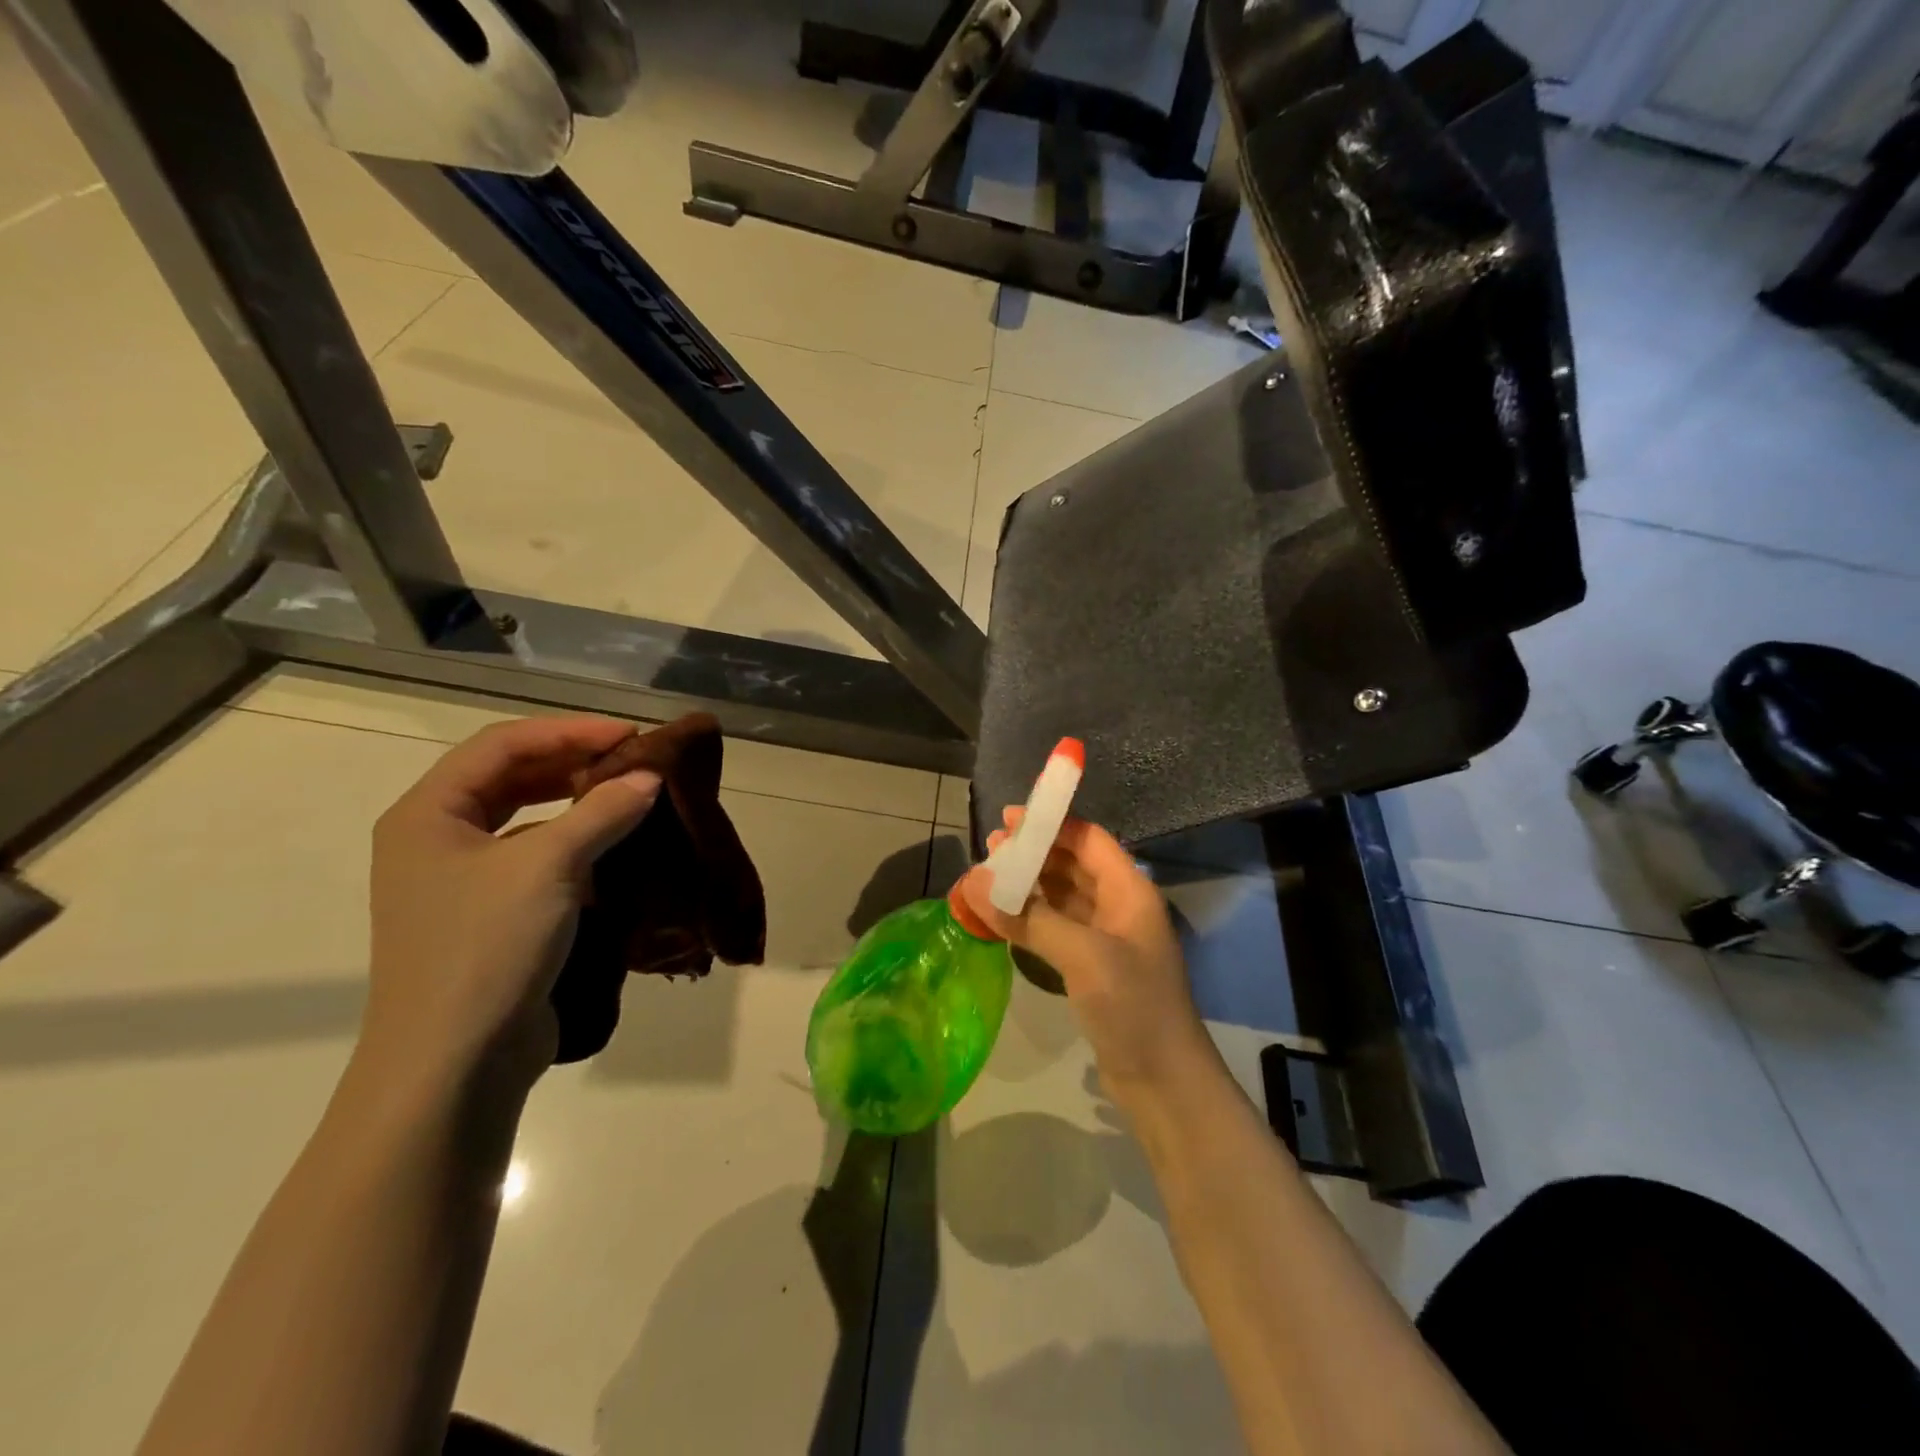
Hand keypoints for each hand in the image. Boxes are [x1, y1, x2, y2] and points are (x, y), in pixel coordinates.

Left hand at [363, 717, 662, 1093]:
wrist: (455, 1064)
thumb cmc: (486, 949)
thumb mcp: (548, 867)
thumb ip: (602, 812)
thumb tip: (650, 776)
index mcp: (427, 814)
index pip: (502, 745)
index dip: (568, 730)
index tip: (630, 734)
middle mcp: (437, 839)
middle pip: (511, 777)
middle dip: (574, 761)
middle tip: (636, 760)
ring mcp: (462, 881)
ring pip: (527, 818)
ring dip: (578, 801)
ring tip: (632, 794)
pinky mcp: (492, 915)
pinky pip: (538, 858)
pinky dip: (578, 843)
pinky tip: (617, 845)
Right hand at [958, 810, 1218, 1109]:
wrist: (1164, 1082)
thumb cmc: (1133, 1006)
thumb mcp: (1083, 956)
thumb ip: (1029, 918)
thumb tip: (975, 883)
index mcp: (1130, 891)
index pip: (1089, 840)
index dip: (1051, 825)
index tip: (1009, 819)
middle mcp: (1121, 907)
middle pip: (1075, 865)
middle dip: (1035, 853)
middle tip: (991, 847)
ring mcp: (1108, 939)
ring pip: (1064, 897)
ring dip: (1030, 885)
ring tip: (990, 877)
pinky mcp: (1095, 967)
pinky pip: (1059, 928)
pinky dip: (1032, 918)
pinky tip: (1005, 917)